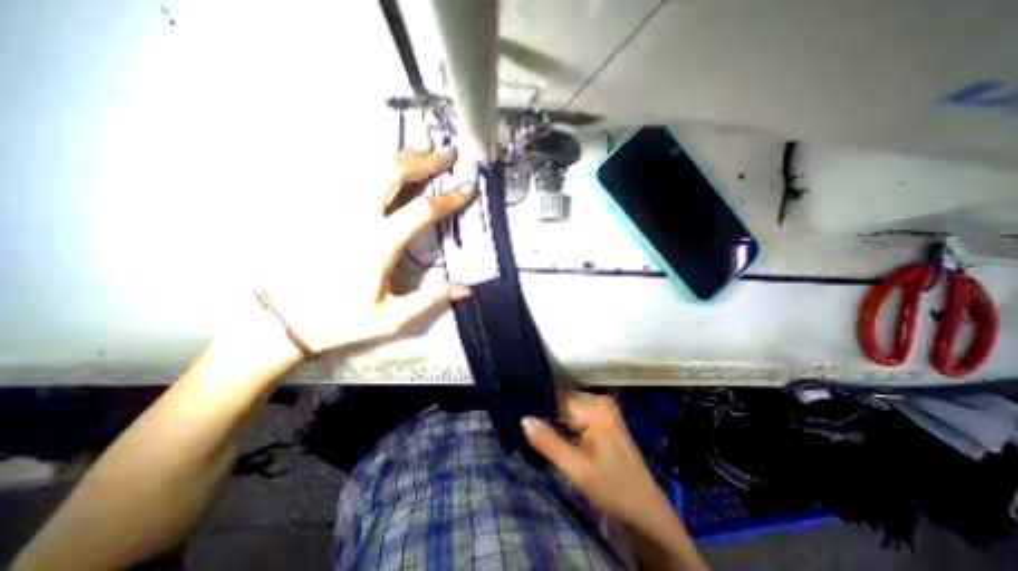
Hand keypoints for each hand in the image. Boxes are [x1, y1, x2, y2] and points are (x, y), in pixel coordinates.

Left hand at [248, 142, 474, 356]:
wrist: (289, 318)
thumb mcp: (391, 318)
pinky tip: (389, 161)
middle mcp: (357, 219)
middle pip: (392, 174)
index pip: (420, 211)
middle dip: (424, 160)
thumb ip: (429, 300)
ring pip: (370, 168)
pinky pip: (353, 176)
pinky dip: (376, 163)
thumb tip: (466, 288)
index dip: (448, 197)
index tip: (468, 187)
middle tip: (448, 151)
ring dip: (401, 155)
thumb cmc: (344, 319)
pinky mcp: (327, 211)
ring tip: (425, 147)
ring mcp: (338, 211)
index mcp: (377, 245)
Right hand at [518, 392, 674, 524]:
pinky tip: (554, 435)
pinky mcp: (604, 420)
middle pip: (563, 401)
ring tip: (536, 433)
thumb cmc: (612, 488)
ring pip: (568, 408)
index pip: (557, 397)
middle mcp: (600, 401)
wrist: (645, 511)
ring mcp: (604, 410)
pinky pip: (577, 415)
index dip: (539, 407)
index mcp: (595, 406)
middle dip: (546, 414)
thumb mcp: (576, 468)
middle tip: (527, 429)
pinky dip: (565, 425)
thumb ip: (548, 441)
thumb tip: (524, 419)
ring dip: (555, 420)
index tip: (520, 416)